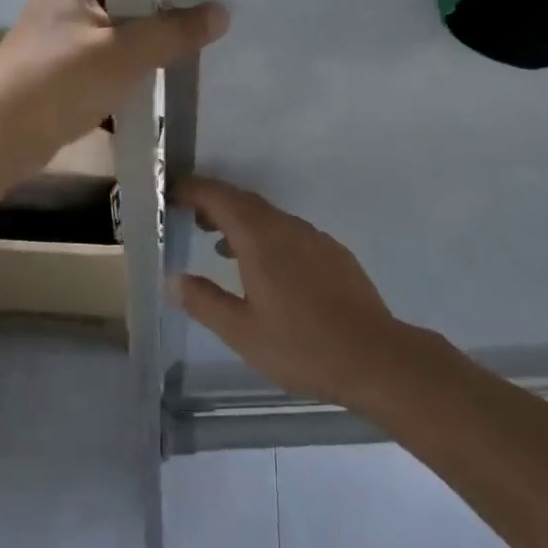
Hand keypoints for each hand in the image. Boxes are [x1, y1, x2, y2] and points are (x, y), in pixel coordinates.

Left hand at [0, 0, 228, 171]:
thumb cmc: (57, 82)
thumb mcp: (123, 54)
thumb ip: (174, 32)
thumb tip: (222, 12)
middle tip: (212, 4)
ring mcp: (66, 22)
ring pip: (123, 15)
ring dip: (153, 28)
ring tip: (200, 31)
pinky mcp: (66, 54)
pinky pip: (112, 42)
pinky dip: (135, 51)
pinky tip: (168, 62)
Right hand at [171, 177, 422, 409]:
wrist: (376, 358)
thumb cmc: (302, 347)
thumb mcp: (242, 333)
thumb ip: (205, 302)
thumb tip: (174, 280)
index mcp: (260, 238)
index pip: (219, 197)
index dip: (193, 189)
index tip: (172, 192)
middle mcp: (286, 227)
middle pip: (243, 201)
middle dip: (213, 202)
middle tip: (189, 216)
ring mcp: (313, 238)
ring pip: (268, 216)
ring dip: (240, 221)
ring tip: (219, 245)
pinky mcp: (332, 253)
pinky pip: (289, 231)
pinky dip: (266, 235)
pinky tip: (265, 267)